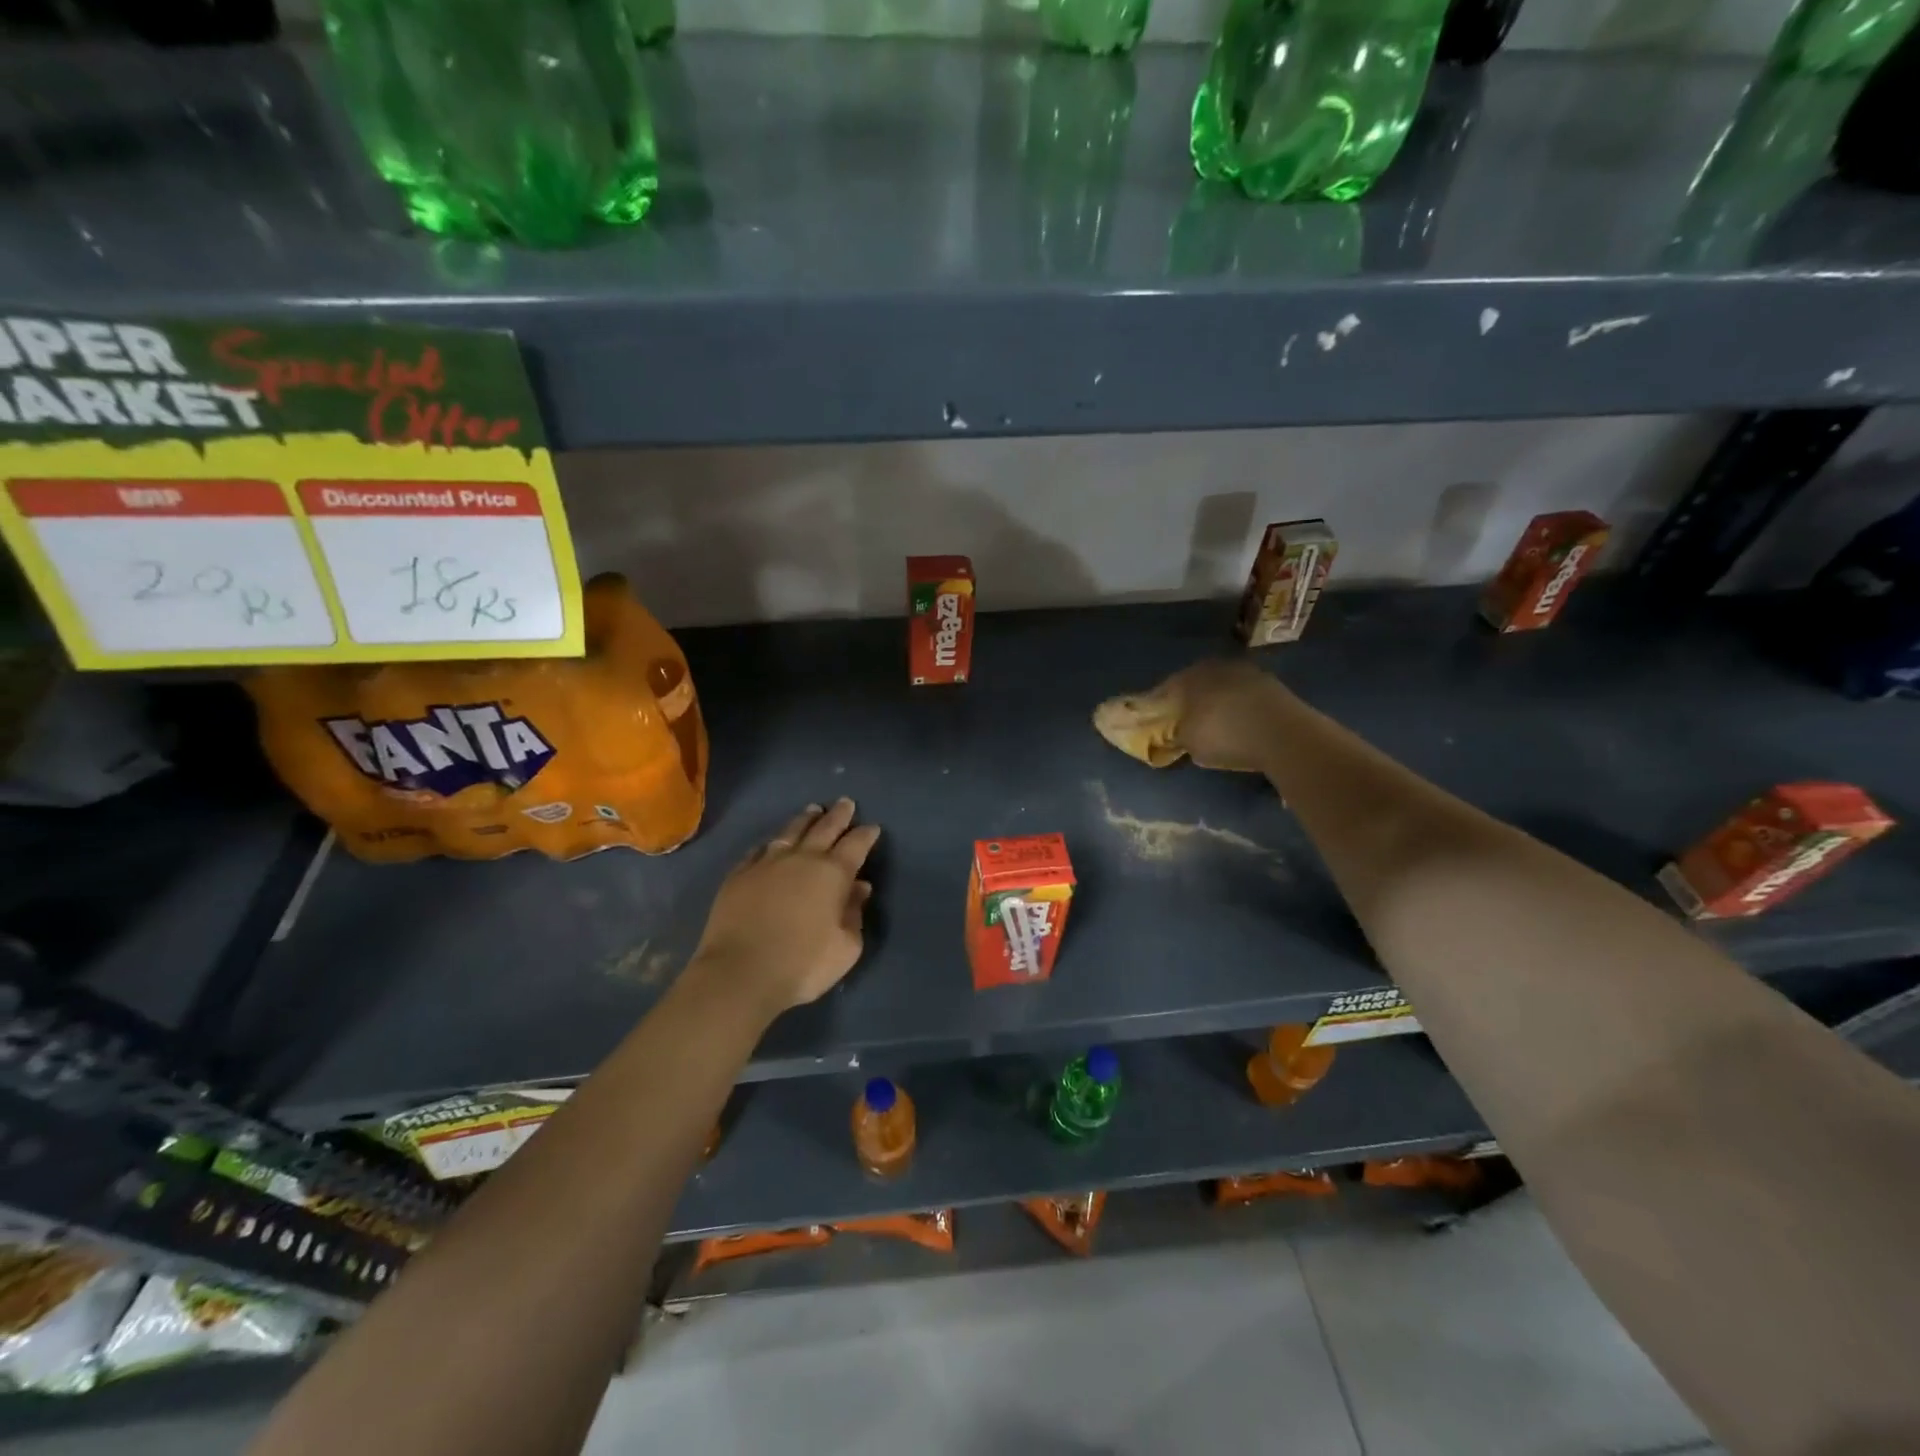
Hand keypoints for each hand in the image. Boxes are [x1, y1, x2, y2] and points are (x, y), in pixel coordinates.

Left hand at [691, 799, 880, 1013]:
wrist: (740, 973)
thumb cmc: (803, 964)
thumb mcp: (846, 947)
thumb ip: (855, 914)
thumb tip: (860, 888)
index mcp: (833, 873)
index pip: (856, 844)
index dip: (866, 834)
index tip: (872, 827)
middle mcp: (802, 859)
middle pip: (824, 828)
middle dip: (838, 815)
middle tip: (845, 803)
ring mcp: (767, 863)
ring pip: (791, 831)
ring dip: (805, 819)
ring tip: (813, 810)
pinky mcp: (739, 874)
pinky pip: (759, 850)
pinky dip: (771, 843)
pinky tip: (772, 843)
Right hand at [1150, 660, 1295, 772]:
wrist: (1283, 734)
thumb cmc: (1225, 735)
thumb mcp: (1190, 742)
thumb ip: (1178, 734)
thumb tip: (1178, 732)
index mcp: (1189, 676)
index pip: (1166, 689)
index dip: (1160, 707)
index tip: (1158, 721)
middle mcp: (1215, 666)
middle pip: (1196, 684)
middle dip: (1190, 701)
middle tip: (1187, 722)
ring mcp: (1247, 672)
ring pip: (1222, 687)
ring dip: (1218, 702)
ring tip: (1217, 724)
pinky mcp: (1272, 684)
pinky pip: (1245, 695)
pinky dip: (1240, 707)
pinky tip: (1241, 724)